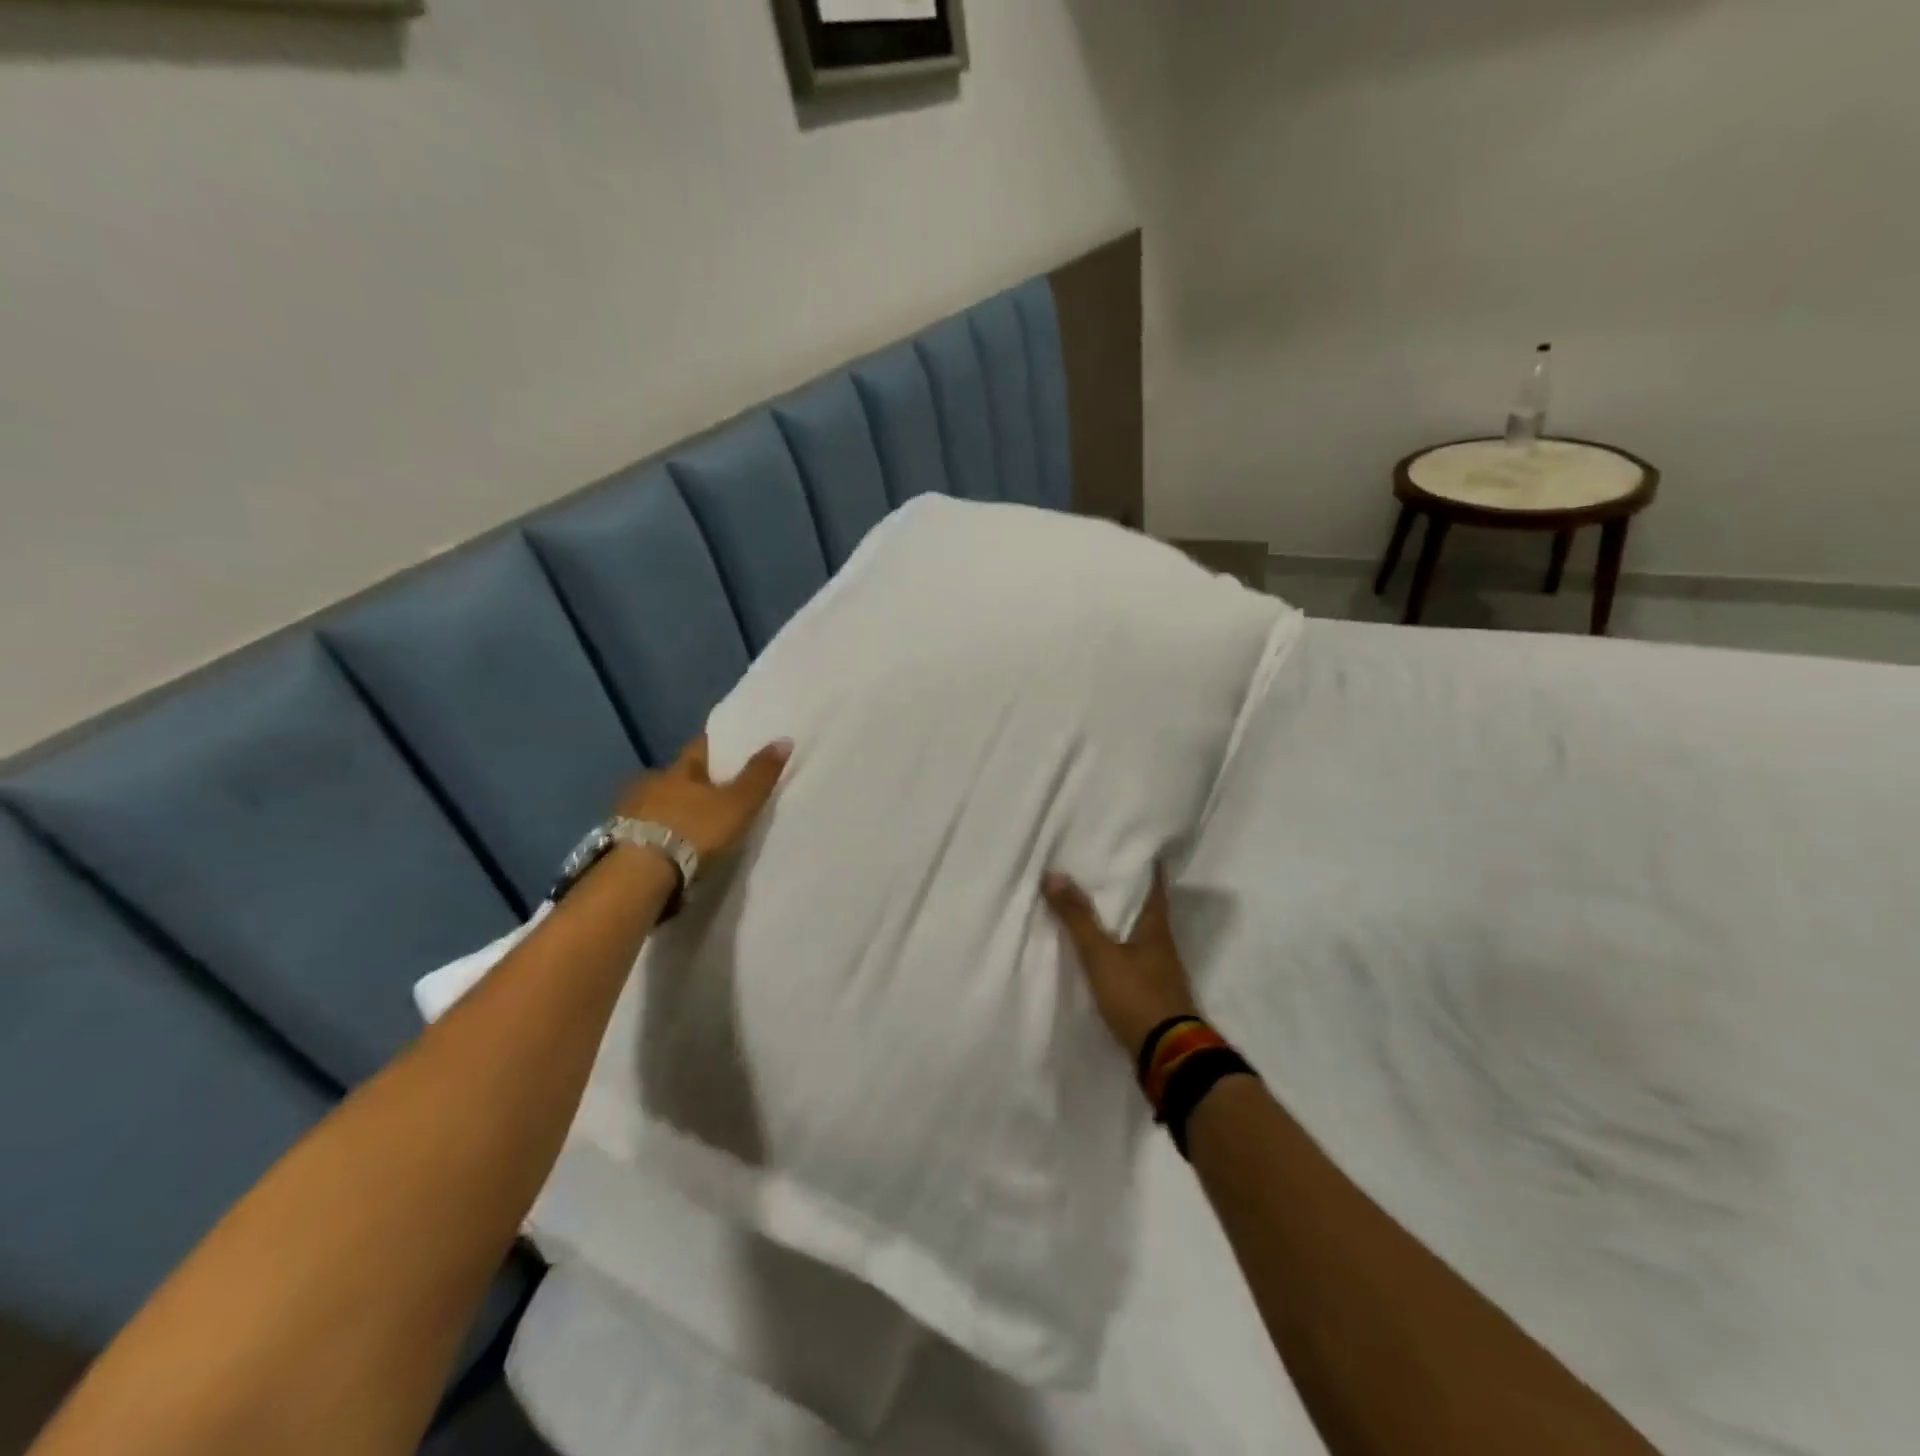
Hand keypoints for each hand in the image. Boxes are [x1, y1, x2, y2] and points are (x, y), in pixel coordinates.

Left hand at [617, 736, 791, 859]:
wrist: (640, 876)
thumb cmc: (695, 831)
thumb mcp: (738, 804)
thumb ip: (760, 775)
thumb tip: (784, 738)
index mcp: (680, 769)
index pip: (700, 747)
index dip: (717, 748)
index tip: (730, 751)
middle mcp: (651, 783)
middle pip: (676, 776)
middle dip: (692, 783)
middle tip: (713, 795)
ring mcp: (629, 812)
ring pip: (657, 803)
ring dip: (671, 810)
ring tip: (690, 826)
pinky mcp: (617, 842)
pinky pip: (643, 830)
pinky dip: (657, 834)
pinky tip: (667, 847)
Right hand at [1043, 866, 1200, 1059]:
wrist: (1168, 1056)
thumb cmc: (1137, 995)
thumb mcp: (1101, 954)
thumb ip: (1077, 917)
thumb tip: (1053, 873)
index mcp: (1157, 930)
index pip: (1155, 889)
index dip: (1149, 869)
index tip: (1141, 849)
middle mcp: (1164, 948)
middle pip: (1148, 913)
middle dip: (1130, 895)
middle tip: (1107, 874)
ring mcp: (1161, 975)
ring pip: (1141, 939)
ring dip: (1123, 926)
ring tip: (1097, 912)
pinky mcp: (1154, 999)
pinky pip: (1135, 964)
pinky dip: (1120, 954)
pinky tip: (1104, 956)